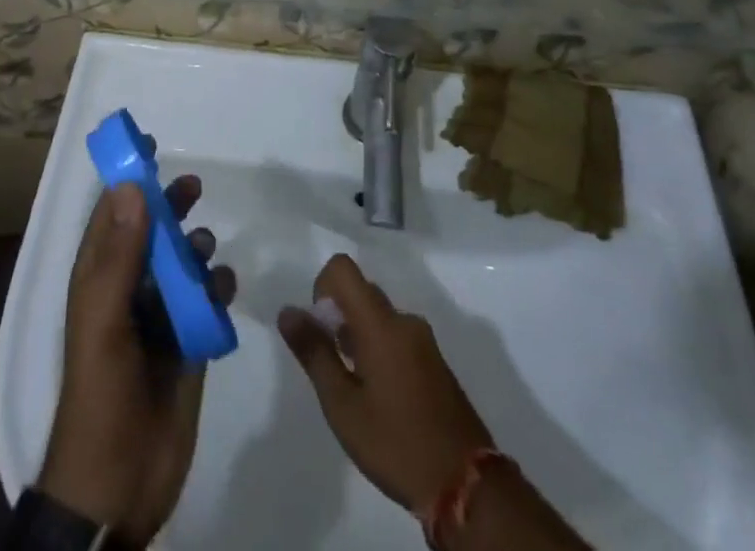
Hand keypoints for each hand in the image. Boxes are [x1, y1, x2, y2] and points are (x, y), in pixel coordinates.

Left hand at [37, 176, 236, 545]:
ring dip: (194, 248)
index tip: (149, 147)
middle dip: (169, 206)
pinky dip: (216, 288)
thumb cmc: (102, 395)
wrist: (119, 487)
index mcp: (99, 279)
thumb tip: (130, 186)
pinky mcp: (187, 343)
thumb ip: (118, 256)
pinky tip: (223, 289)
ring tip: (204, 252)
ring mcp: (159, 318)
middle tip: (193, 186)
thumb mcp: (102, 321)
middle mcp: (128, 290)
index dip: (128, 180)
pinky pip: (206, 300)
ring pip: (180, 263)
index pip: (112, 214)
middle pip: (150, 232)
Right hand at [277, 255, 492, 514]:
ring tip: (356, 389)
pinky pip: (398, 336)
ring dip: (359, 337)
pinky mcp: (436, 361)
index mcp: (381, 323)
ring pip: (379, 316)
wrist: (466, 485)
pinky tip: (382, 399)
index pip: (343, 268)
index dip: (322, 287)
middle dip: (338, 317)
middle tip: (334, 367)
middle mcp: (404, 320)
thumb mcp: (343, 405)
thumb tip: (287, 311)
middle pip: (361, 292)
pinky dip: (380, 350)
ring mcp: (424, 340)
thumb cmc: (396, 443)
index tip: (321, 330)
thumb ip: (314, 353)